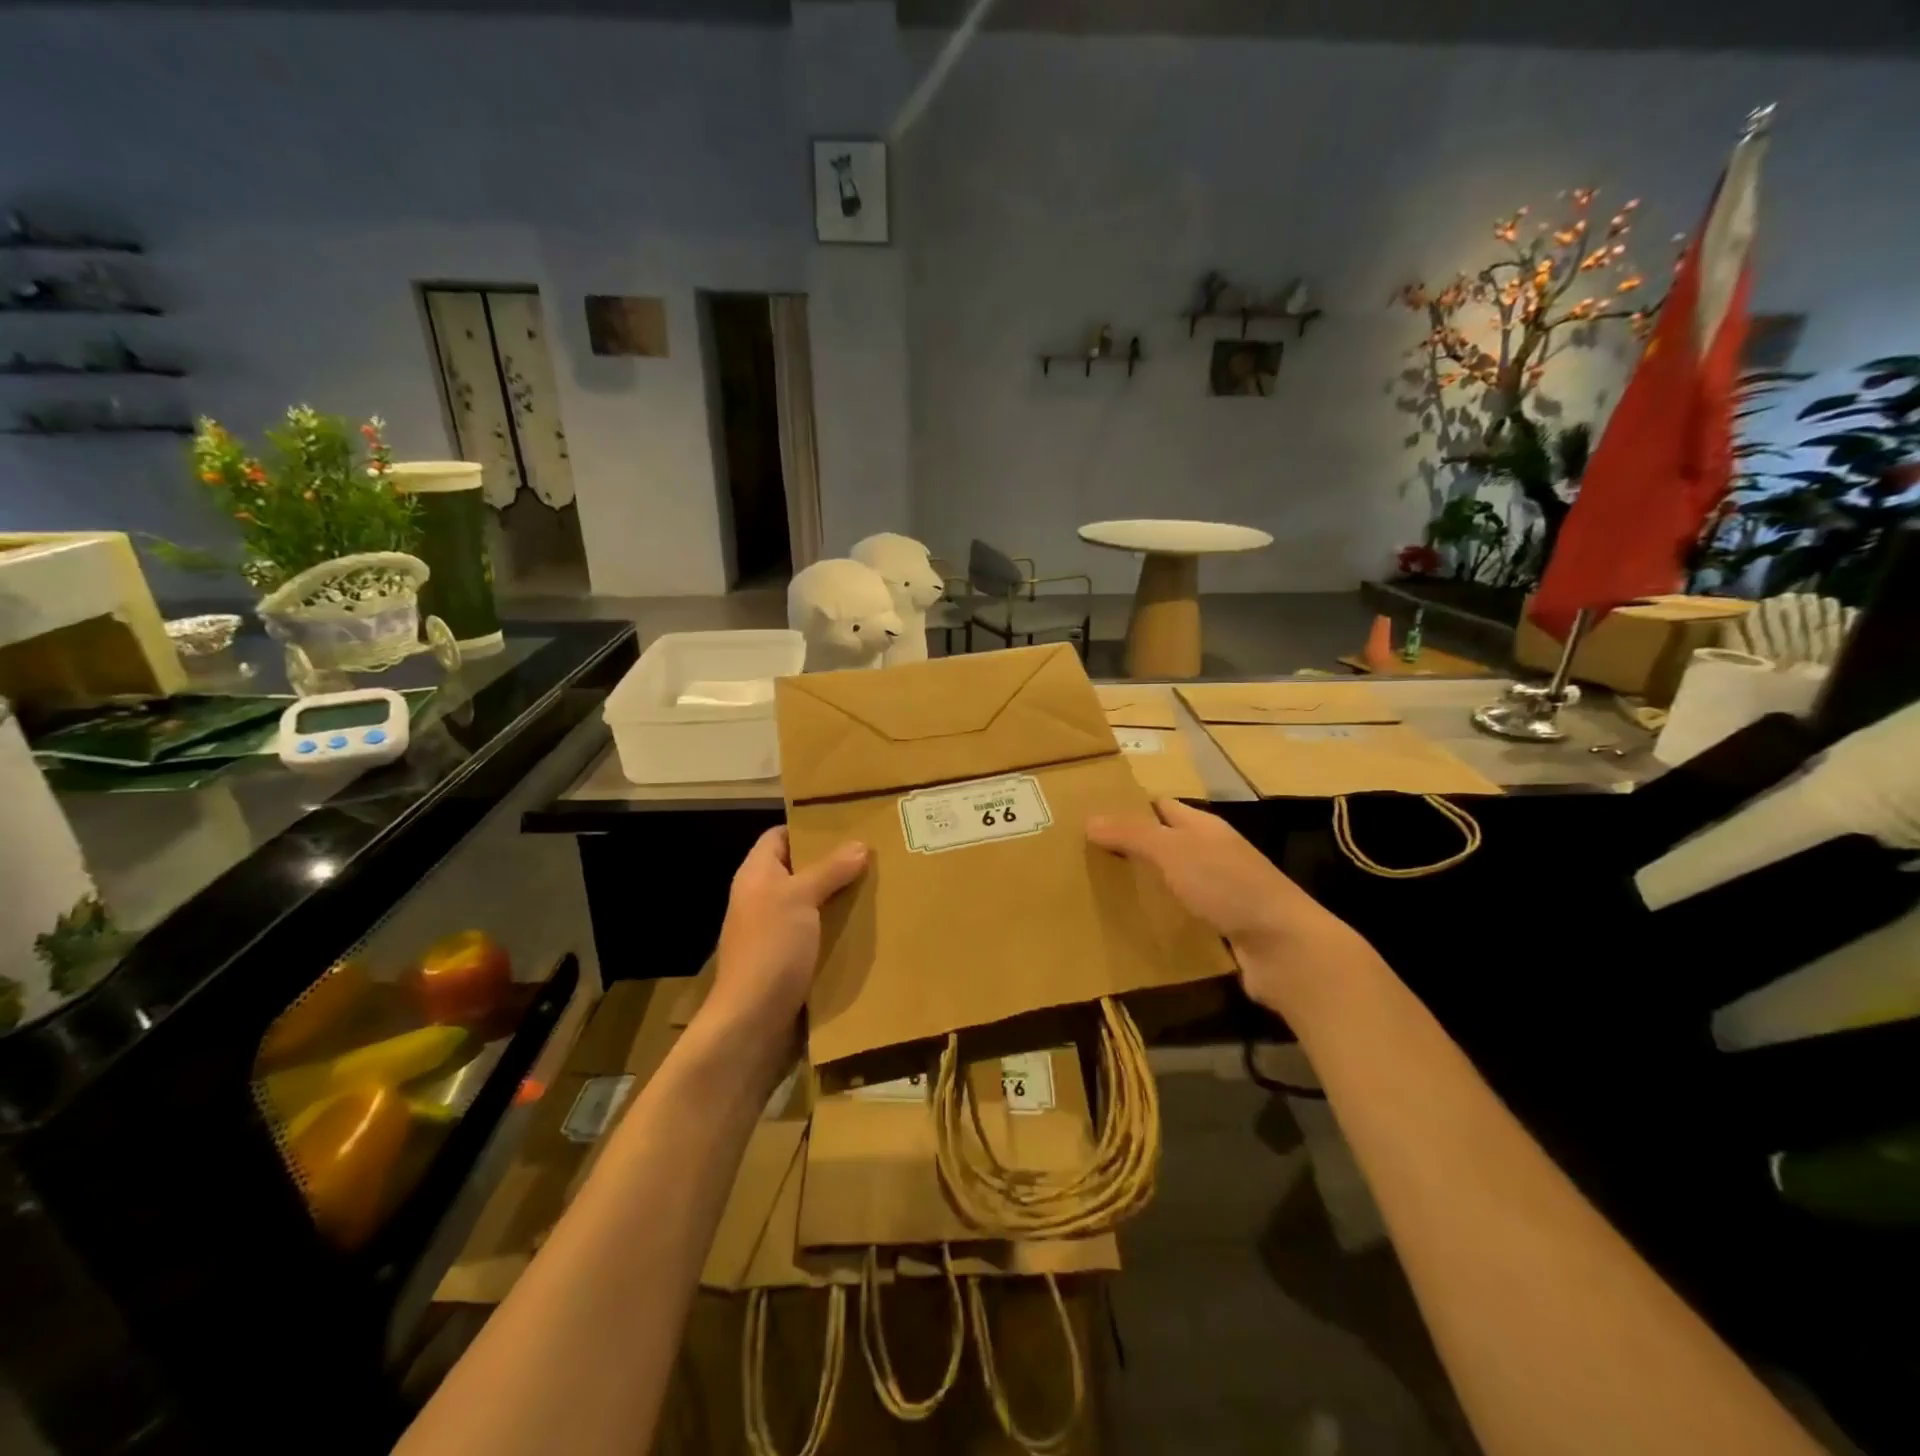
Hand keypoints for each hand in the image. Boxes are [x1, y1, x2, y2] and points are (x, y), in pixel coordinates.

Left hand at [711, 828, 867, 1034]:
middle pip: (800, 870)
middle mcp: (763, 899)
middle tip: (875, 854)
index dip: (807, 827)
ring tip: (880, 886)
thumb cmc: (771, 948)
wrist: (753, 1021)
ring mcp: (775, 932)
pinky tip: (869, 926)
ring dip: (841, 898)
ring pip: (813, 903)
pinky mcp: (790, 960)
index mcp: (756, 876)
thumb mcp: (800, 898)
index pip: (779, 836)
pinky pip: (819, 934)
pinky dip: (840, 929)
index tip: (847, 823)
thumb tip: (860, 845)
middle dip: (834, 863)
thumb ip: (829, 869)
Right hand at [1086, 798, 1378, 1017]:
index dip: (1128, 807)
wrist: (1284, 948)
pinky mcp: (1221, 927)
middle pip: (1164, 843)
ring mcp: (1219, 891)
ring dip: (1142, 884)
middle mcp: (1212, 854)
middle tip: (1084, 857)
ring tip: (1098, 891)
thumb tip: (1090, 819)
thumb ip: (1133, 834)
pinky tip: (1133, 926)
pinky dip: (1158, 916)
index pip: (1160, 806)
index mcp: (1203, 828)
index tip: (1090, 816)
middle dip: (1129, 848)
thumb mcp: (1175, 852)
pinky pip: (1180, 914)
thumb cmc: (1229, 887)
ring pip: (1171, 880)